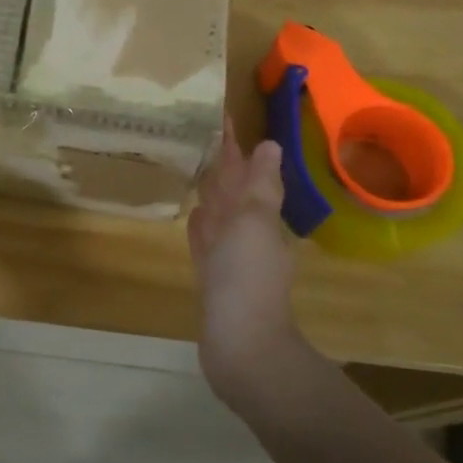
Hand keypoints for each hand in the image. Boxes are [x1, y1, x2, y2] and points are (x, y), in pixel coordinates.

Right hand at [187, 119, 302, 395]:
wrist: (241, 345)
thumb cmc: (247, 277)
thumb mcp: (255, 222)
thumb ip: (259, 186)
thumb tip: (270, 145)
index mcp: (261, 217)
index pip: (246, 172)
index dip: (235, 146)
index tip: (221, 117)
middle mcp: (248, 234)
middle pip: (232, 192)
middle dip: (222, 165)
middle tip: (200, 135)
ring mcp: (229, 258)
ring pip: (219, 215)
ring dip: (210, 193)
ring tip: (194, 168)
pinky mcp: (212, 279)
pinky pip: (206, 243)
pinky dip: (201, 227)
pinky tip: (192, 215)